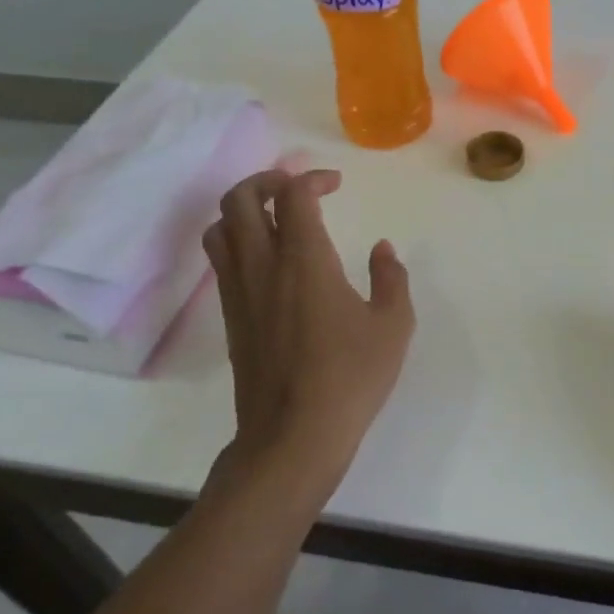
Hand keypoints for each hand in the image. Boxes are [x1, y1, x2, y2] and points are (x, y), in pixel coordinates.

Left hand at [203, 169, 414, 500]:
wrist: (294, 435)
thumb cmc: (350, 377)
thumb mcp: (393, 325)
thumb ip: (391, 278)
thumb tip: (382, 249)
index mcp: (304, 260)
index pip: (292, 195)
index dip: (312, 178)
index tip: (335, 185)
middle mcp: (262, 266)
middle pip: (239, 199)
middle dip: (266, 180)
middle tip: (297, 189)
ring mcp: (239, 291)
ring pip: (219, 228)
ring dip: (244, 209)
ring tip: (275, 217)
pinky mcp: (230, 316)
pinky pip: (221, 261)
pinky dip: (238, 241)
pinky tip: (268, 260)